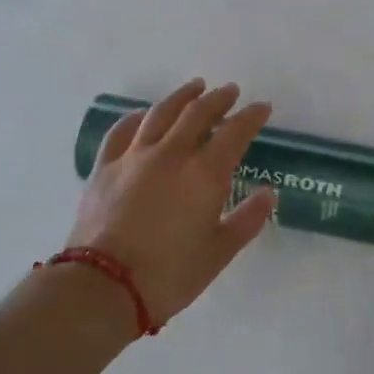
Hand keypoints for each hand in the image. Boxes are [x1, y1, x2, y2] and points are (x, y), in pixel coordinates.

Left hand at [64, 79, 276, 325]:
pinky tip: (143, 115)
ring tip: (194, 87)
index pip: (235, 132)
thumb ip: (248, 219)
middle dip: (218, 99)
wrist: (104, 286)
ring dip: (181, 97)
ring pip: (160, 113)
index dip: (251, 117)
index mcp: (205, 173)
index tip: (262, 108)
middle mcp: (171, 154)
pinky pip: (122, 131)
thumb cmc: (171, 273)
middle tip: (230, 92)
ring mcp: (134, 156)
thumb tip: (268, 194)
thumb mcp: (220, 251)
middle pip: (197, 113)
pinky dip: (136, 117)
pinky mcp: (105, 167)